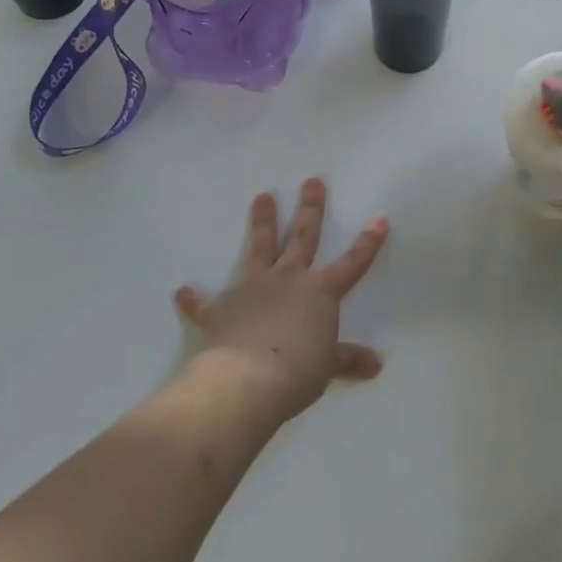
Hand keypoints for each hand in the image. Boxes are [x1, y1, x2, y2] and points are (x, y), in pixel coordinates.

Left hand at [174, 178, 387, 420]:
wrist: (247, 380)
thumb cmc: (298, 371)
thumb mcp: (328, 366)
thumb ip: (348, 359)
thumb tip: (376, 365)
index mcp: (320, 291)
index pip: (352, 263)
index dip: (368, 243)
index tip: (379, 219)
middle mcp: (289, 279)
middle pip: (302, 237)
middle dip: (310, 208)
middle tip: (312, 181)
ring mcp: (254, 289)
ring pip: (260, 247)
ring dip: (261, 222)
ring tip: (262, 196)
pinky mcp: (223, 309)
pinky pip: (206, 303)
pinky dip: (194, 299)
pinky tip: (182, 291)